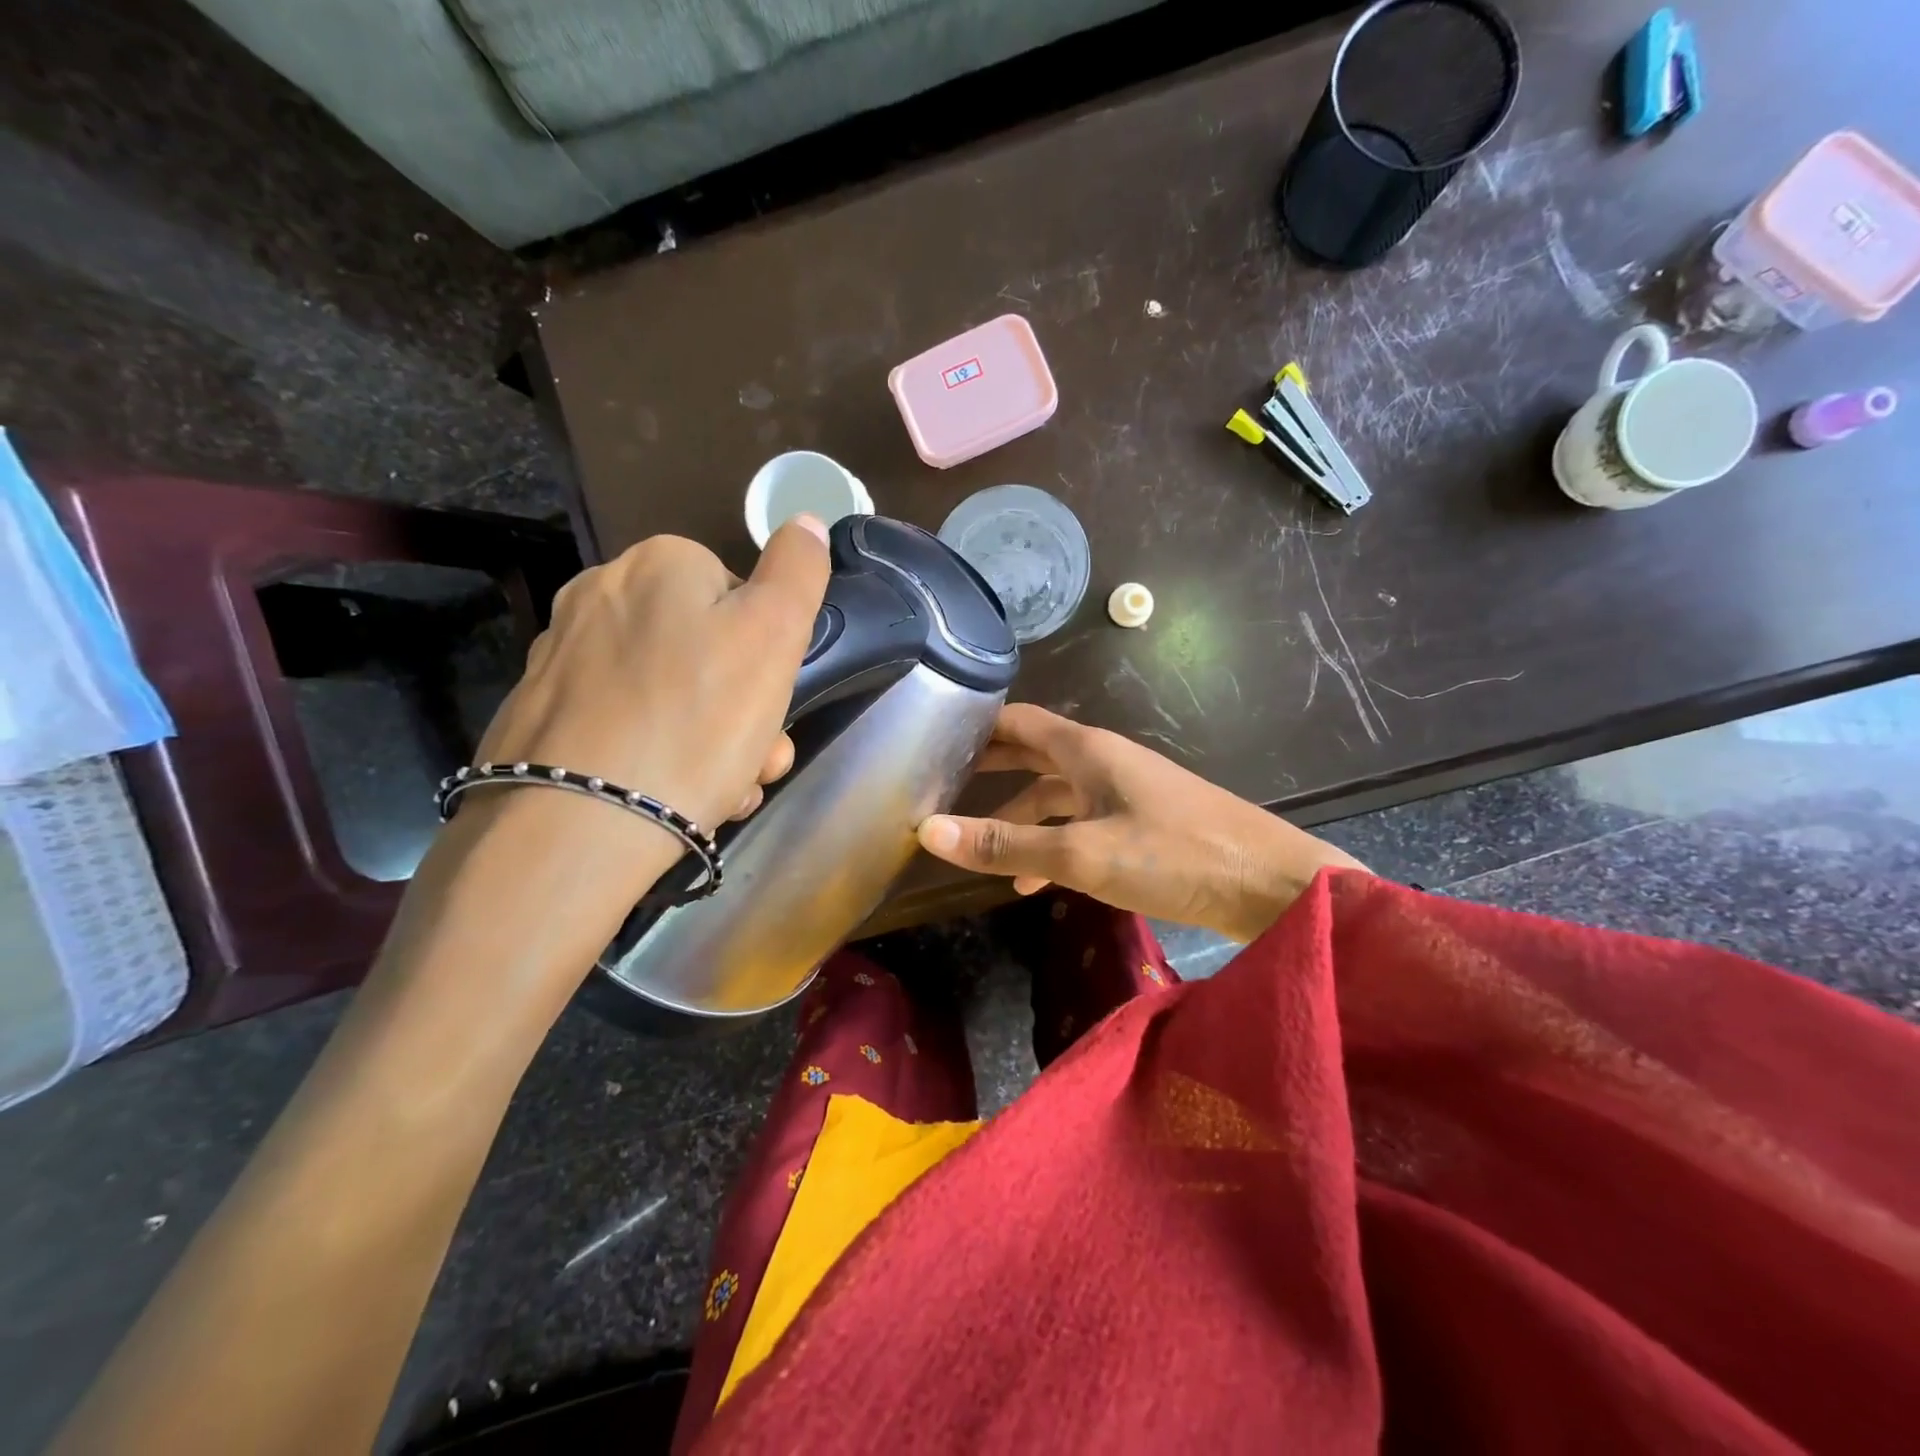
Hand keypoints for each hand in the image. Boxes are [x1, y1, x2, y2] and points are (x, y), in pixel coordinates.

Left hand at [473, 517, 831, 841]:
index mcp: (659, 564)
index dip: (769, 655)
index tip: (773, 709)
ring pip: (669, 694)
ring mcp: (562, 657)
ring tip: (721, 793)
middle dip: (743, 710)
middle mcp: (600, 595)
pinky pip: (624, 726)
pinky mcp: (541, 715)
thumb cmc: (696, 721)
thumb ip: (797, 571)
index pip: (740, 596)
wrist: (577, 824)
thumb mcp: (773, 635)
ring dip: (710, 741)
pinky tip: (670, 796)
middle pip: (704, 650)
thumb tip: (806, 522)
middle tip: (755, 763)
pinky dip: (657, 756)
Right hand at [916, 704, 1366, 941]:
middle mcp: (1104, 760)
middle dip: (991, 768)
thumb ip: (1006, 844)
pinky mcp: (1145, 824)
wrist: (1275, 889)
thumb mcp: (1081, 854)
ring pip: (1058, 794)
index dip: (976, 726)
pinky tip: (1037, 881)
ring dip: (1020, 816)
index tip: (931, 739)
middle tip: (942, 785)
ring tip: (981, 849)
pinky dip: (1054, 842)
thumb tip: (929, 830)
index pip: (1019, 720)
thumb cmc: (1174, 856)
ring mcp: (1127, 792)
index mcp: (1087, 749)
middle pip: (1035, 753)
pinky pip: (1083, 823)